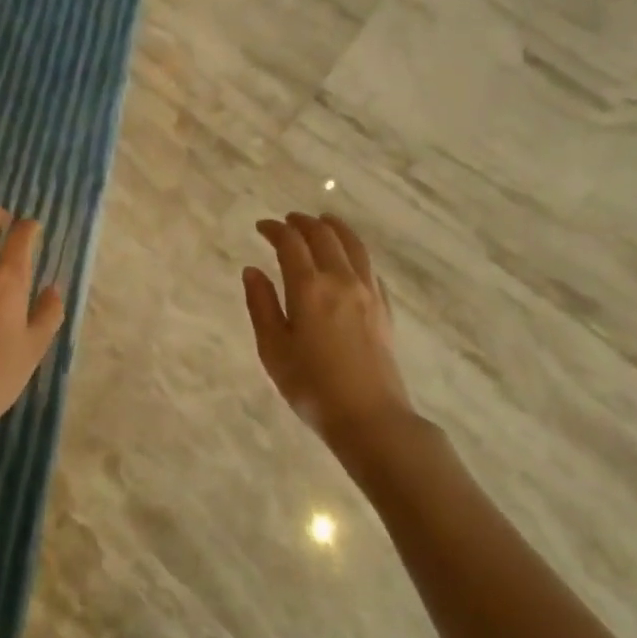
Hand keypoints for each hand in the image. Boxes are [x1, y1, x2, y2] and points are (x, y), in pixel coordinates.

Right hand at [244, 213, 414, 452]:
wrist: (369, 417)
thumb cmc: (311, 386)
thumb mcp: (273, 349)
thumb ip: (261, 305)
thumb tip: (252, 271)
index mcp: (309, 288)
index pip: (291, 243)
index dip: (275, 230)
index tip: (262, 227)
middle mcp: (341, 280)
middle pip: (324, 236)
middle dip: (303, 223)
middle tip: (288, 221)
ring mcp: (368, 292)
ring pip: (353, 245)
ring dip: (335, 228)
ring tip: (323, 222)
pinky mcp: (384, 308)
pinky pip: (369, 267)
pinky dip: (355, 252)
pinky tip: (349, 259)